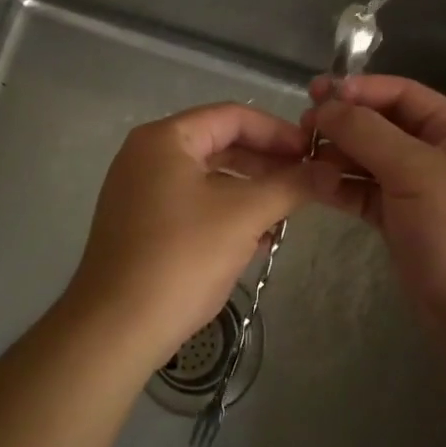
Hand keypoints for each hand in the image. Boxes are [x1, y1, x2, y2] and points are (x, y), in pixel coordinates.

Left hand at [63, 103, 338, 370]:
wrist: (115, 330)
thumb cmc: (182, 257)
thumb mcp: (244, 215)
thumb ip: (290, 186)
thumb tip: (331, 170)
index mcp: (165, 138)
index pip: (233, 116)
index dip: (278, 132)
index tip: (313, 153)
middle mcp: (147, 155)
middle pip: (220, 145)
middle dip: (266, 164)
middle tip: (306, 183)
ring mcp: (139, 191)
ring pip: (208, 178)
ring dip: (250, 192)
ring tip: (287, 213)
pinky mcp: (140, 226)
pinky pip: (192, 204)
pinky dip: (225, 213)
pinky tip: (257, 238)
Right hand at [302, 75, 445, 356]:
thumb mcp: (419, 173)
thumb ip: (369, 133)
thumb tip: (327, 104)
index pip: (403, 94)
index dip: (360, 90)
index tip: (317, 93)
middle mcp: (439, 155)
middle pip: (383, 126)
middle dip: (344, 123)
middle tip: (301, 127)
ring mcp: (420, 192)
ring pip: (370, 161)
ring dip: (337, 156)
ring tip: (300, 156)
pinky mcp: (403, 224)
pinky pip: (366, 194)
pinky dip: (341, 187)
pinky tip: (313, 184)